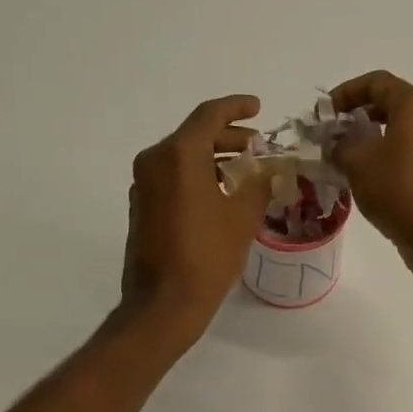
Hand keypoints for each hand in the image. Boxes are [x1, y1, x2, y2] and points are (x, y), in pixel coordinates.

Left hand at [121, 94, 270, 342]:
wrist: (163, 303)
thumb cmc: (207, 256)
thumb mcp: (242, 218)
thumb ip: (259, 185)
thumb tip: (269, 170)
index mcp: (179, 155)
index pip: (209, 116)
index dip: (237, 108)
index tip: (258, 108)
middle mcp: (155, 161)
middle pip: (195, 135)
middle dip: (229, 136)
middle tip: (258, 145)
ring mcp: (144, 184)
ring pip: (183, 156)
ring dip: (214, 157)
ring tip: (246, 170)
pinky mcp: (142, 206)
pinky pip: (173, 177)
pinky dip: (198, 175)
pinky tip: (222, 193)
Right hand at [329, 71, 412, 280]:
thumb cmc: (397, 190)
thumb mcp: (356, 163)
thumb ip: (340, 144)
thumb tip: (336, 143)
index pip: (377, 82)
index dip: (346, 92)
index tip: (326, 112)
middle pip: (394, 103)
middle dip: (362, 115)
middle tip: (338, 133)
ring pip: (407, 129)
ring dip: (378, 137)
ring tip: (353, 157)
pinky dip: (395, 154)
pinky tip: (376, 176)